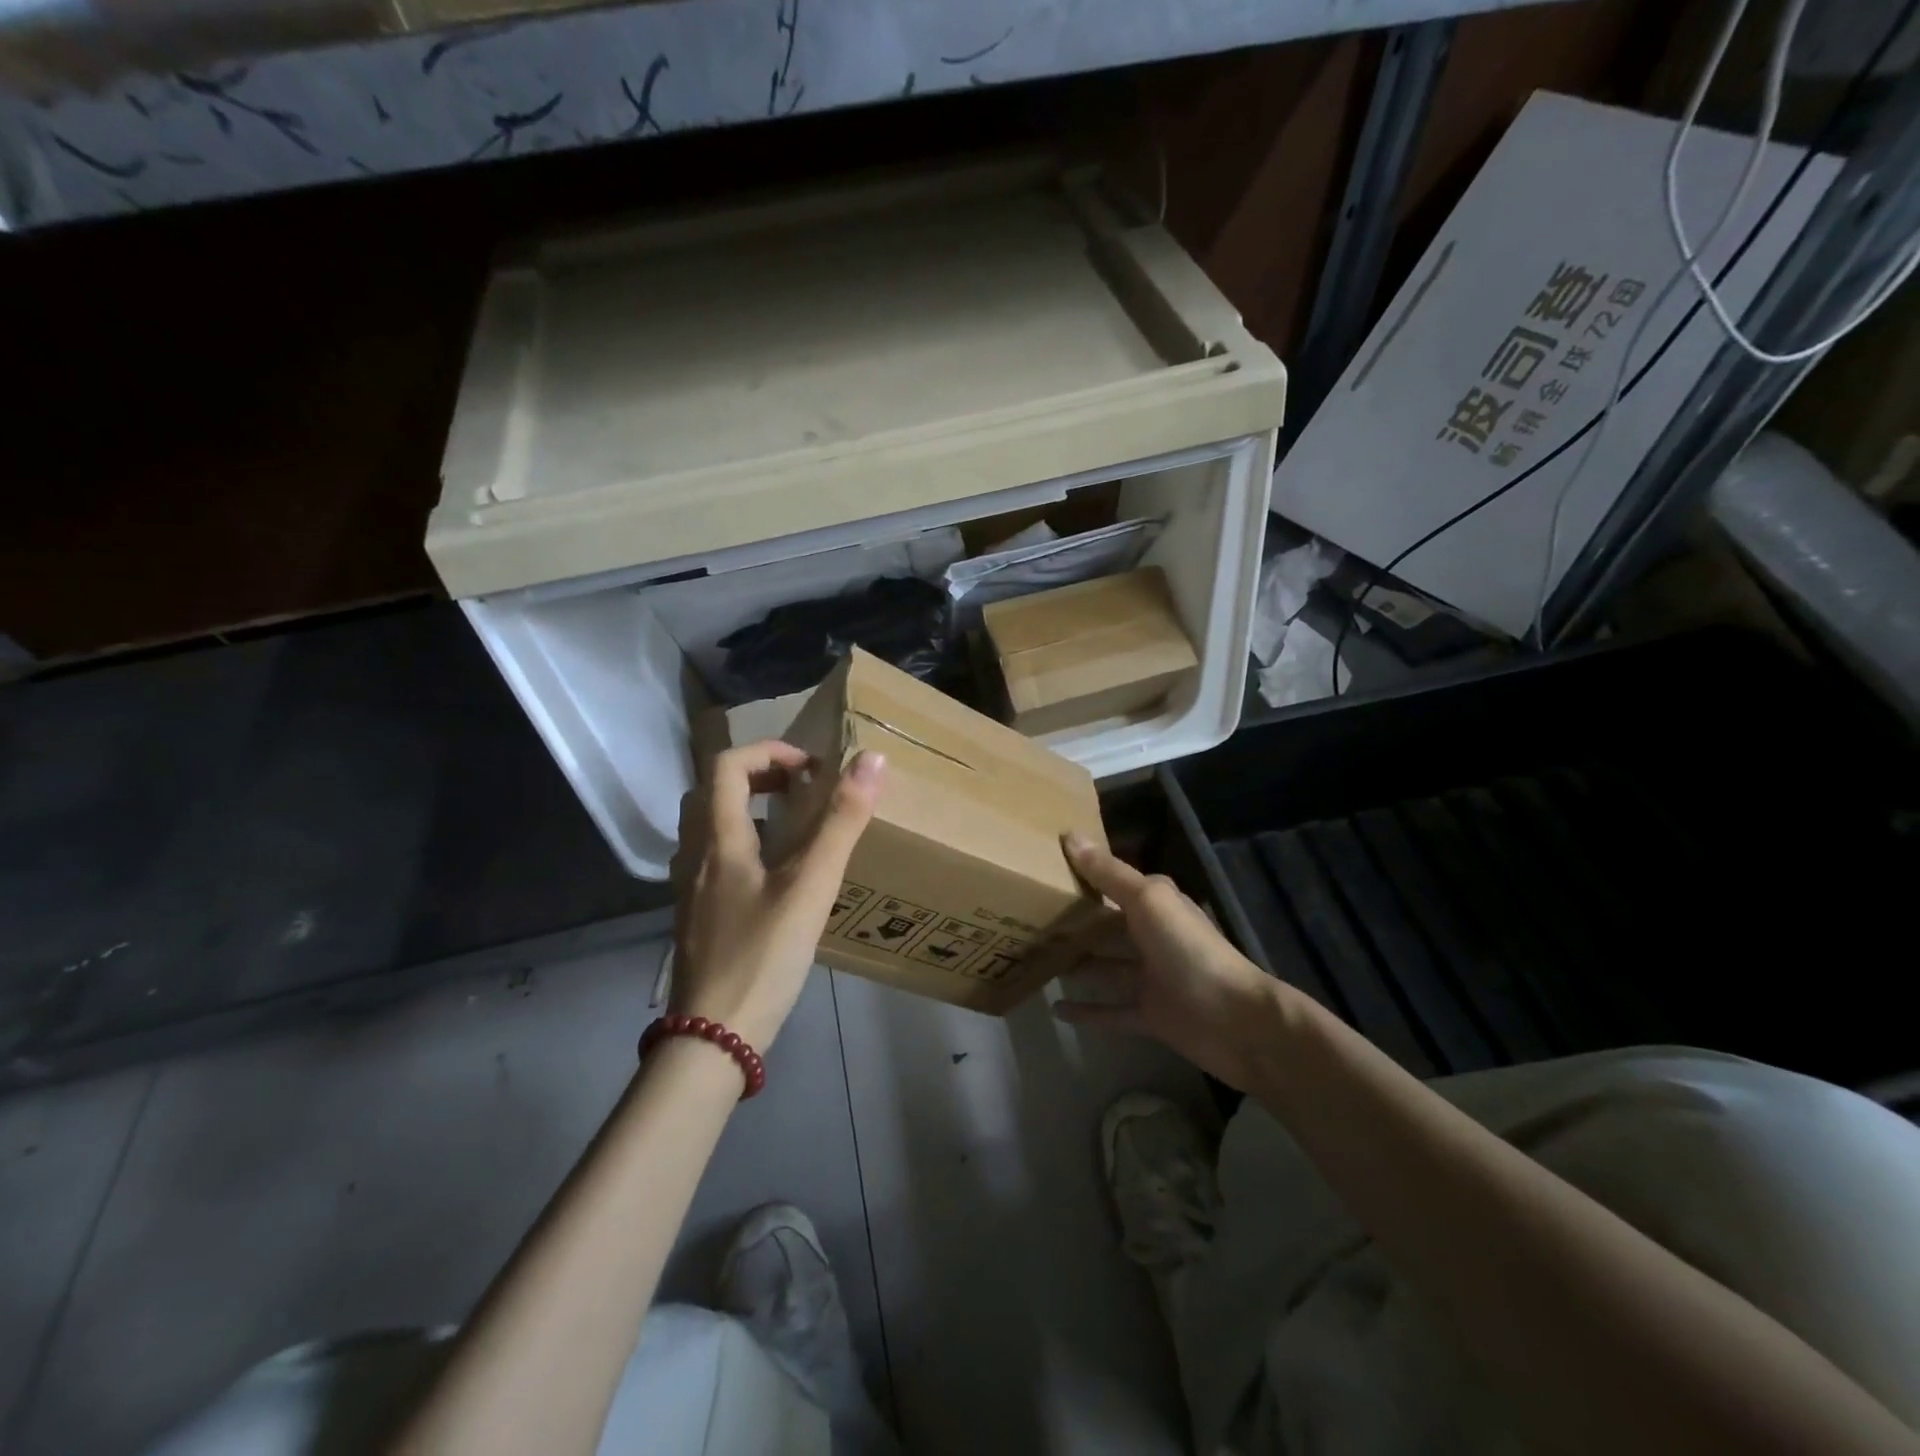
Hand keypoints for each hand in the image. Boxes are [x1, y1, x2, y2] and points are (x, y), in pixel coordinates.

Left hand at [669, 743, 885, 1051]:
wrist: (712, 1039)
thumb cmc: (762, 957)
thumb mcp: (811, 886)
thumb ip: (841, 823)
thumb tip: (870, 760)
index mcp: (718, 840)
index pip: (728, 765)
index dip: (770, 752)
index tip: (813, 769)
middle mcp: (695, 856)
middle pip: (712, 792)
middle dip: (759, 776)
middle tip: (803, 789)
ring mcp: (691, 890)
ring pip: (710, 827)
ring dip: (748, 809)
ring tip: (795, 826)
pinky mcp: (698, 918)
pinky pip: (716, 859)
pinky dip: (744, 844)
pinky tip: (776, 876)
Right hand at [1055, 832, 1284, 1088]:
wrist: (1234, 1020)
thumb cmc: (1189, 950)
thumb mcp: (1147, 901)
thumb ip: (1108, 873)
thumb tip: (1069, 835)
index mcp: (1156, 904)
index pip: (1114, 882)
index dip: (1085, 874)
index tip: (1045, 869)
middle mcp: (1153, 936)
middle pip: (1108, 925)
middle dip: (1076, 920)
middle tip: (1030, 916)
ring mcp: (1151, 978)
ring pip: (1106, 966)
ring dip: (1078, 962)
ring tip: (1037, 957)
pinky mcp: (1149, 1015)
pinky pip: (1110, 1011)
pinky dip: (1086, 1011)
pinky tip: (1055, 1009)